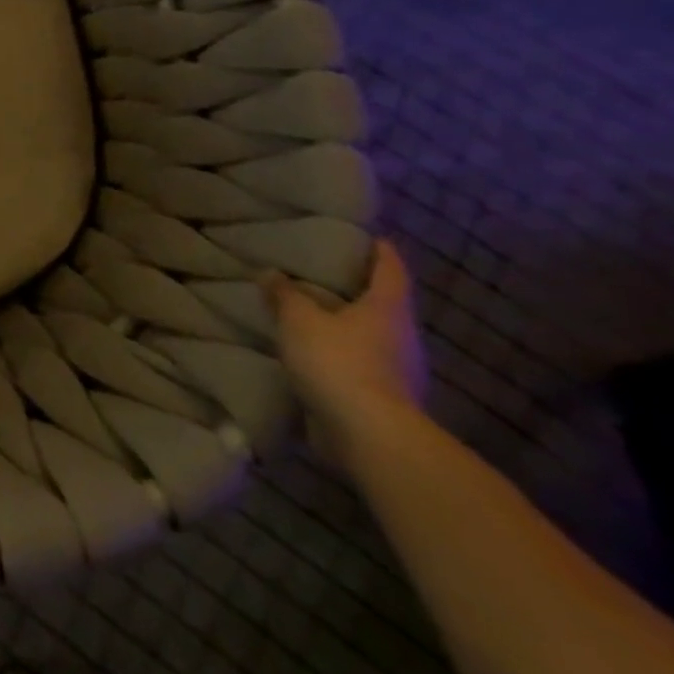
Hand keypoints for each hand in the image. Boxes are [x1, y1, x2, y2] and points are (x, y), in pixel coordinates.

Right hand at [267, 239, 428, 459]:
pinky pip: (361, 365)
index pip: (391, 270)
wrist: (370, 437)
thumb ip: (285, 294)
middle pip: (384, 305)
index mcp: (388, 309)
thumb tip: (272, 274)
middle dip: (358, 290)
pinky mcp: (385, 399)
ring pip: (372, 336)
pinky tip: (314, 353)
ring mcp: (399, 372)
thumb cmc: (339, 362)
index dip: (381, 252)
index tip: (370, 237)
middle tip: (325, 273)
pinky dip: (341, 355)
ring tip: (312, 313)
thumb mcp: (299, 319)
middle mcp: (402, 337)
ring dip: (346, 325)